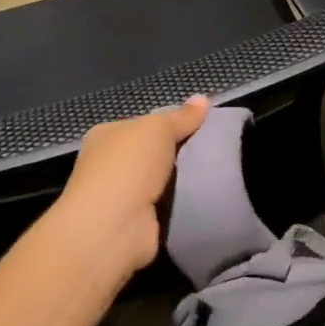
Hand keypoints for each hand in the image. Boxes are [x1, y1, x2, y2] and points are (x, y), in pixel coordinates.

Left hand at [55, 97, 209, 276]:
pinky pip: (167, 207)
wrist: (114, 227)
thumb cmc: (128, 167)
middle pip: (154, 154)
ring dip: (184, 182)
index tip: (203, 128)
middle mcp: (109, 165)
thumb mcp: (158, 129)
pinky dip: (182, 205)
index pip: (143, 125)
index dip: (172, 124)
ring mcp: (122, 196)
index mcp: (106, 136)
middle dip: (181, 154)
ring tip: (217, 174)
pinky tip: (204, 200)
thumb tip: (203, 98)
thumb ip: (181, 116)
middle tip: (215, 151)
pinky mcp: (137, 223)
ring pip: (162, 182)